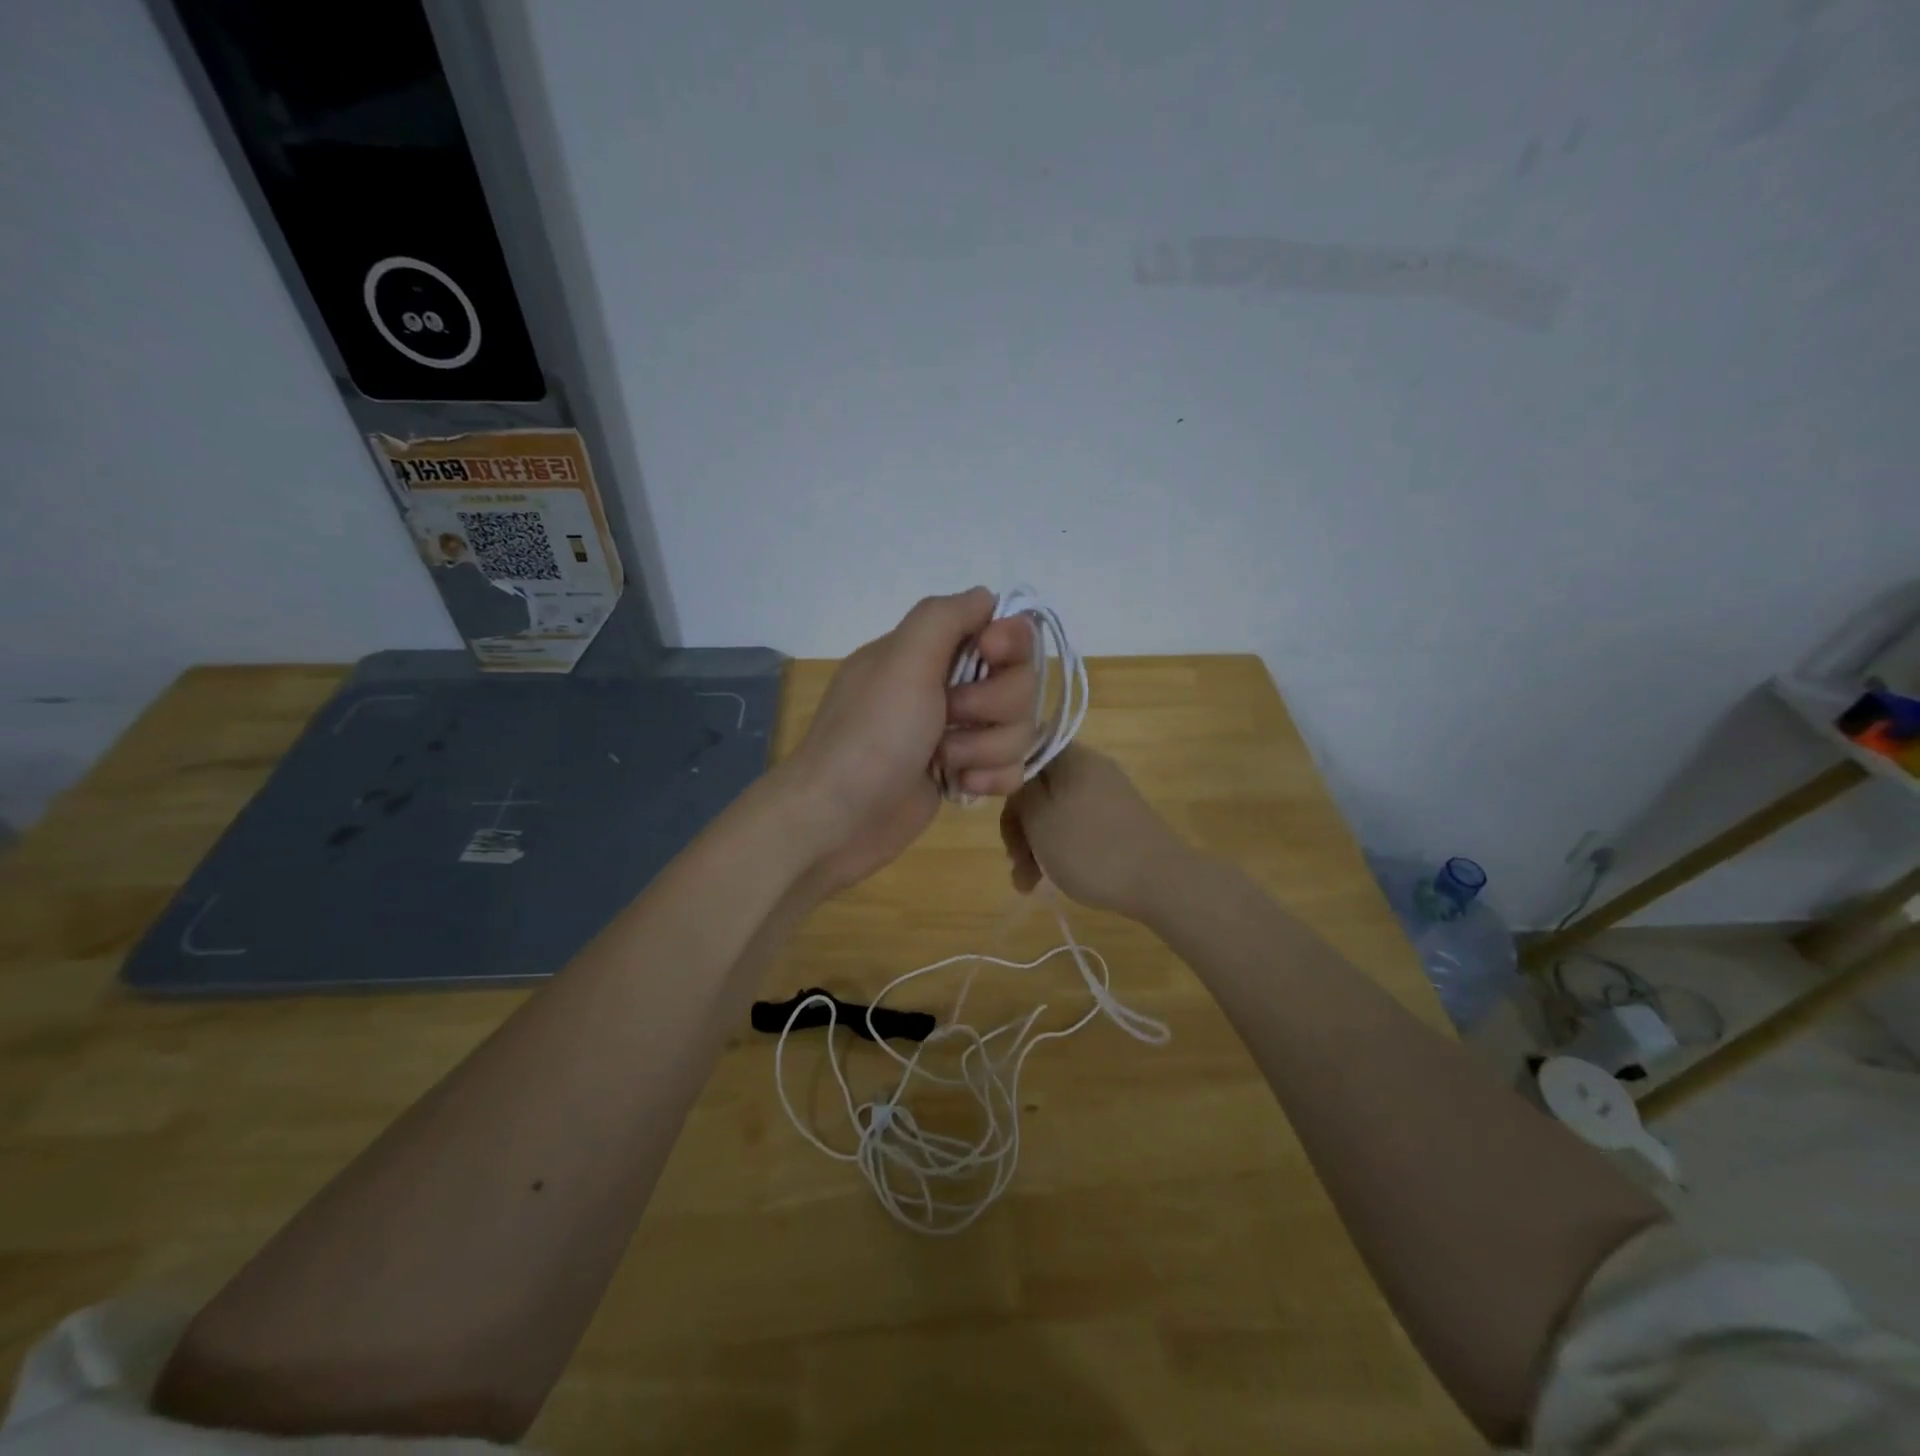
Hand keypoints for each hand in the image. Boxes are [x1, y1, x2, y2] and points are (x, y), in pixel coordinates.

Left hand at [783, 588, 1040, 896]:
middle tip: (950, 716)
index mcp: (929, 652)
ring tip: (946, 762)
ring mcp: (956, 734)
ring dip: (986, 747)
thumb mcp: (902, 661)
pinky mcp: (962, 775)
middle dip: (994, 706)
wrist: (838, 820)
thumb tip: (987, 597)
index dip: (1009, 643)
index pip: (1001, 630)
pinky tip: (960, 787)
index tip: (991, 655)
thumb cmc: (870, 735)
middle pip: (1019, 683)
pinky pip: (1010, 767)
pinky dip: (991, 778)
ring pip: (1018, 729)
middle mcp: (947, 687)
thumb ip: (945, 617)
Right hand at [999, 745, 1190, 920]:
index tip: (1004, 820)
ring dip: (1034, 846)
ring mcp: (1106, 797)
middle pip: (1038, 790)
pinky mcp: (1117, 823)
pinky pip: (1076, 828)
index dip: (1005, 786)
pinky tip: (1048, 880)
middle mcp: (1090, 770)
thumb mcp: (1039, 818)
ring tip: (1027, 883)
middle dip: (1020, 828)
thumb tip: (1015, 775)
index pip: (1024, 755)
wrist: (1160, 882)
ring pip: (1054, 814)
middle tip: (1015, 861)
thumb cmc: (1090, 847)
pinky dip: (1058, 850)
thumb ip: (1020, 791)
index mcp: (1073, 758)